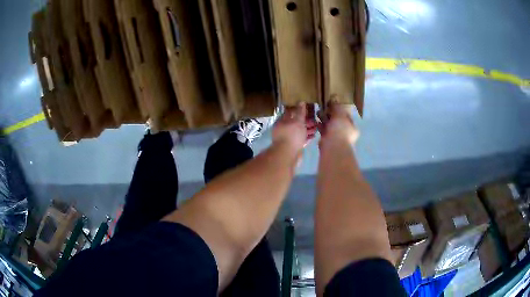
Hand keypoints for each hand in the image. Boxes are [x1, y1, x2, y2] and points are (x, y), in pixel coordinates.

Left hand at [272, 104, 316, 152]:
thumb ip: (300, 112)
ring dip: (307, 129)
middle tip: (315, 119)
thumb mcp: (298, 121)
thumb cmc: (292, 135)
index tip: (308, 109)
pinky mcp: (292, 147)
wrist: (288, 155)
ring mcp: (287, 139)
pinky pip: (300, 140)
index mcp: (282, 121)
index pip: (290, 112)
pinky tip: (313, 136)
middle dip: (305, 121)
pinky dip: (306, 138)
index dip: (299, 110)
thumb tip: (301, 102)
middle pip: (295, 123)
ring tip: (317, 128)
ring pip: (298, 132)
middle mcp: (283, 129)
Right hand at [318, 103, 359, 144]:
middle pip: (337, 120)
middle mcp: (346, 133)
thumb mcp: (340, 114)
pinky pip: (324, 131)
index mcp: (352, 127)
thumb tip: (334, 97)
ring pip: (330, 126)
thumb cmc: (340, 130)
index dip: (339, 109)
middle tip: (324, 107)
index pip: (346, 115)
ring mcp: (337, 138)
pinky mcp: (328, 141)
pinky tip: (317, 121)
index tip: (332, 104)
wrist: (333, 147)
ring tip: (318, 112)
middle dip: (330, 114)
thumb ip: (337, 106)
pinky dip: (320, 126)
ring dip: (324, 119)